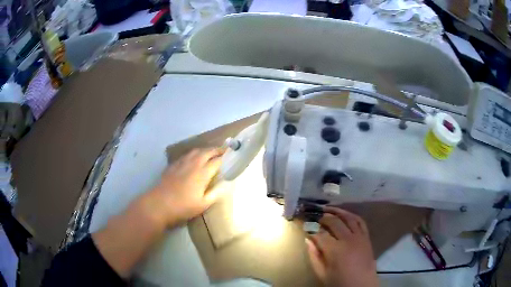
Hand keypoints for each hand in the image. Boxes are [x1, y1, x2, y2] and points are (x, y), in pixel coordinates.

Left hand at [149, 148, 224, 226]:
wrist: (160, 204)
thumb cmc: (183, 206)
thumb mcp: (203, 204)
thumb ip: (215, 193)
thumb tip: (226, 185)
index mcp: (202, 173)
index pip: (217, 161)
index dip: (225, 158)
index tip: (232, 156)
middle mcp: (193, 164)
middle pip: (207, 152)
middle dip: (217, 150)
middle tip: (224, 151)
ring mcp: (182, 163)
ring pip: (196, 151)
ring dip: (205, 150)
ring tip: (211, 153)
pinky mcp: (173, 165)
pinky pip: (186, 155)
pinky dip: (194, 154)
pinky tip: (193, 158)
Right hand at [306, 207, 378, 286]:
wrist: (362, 285)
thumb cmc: (340, 282)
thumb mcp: (322, 273)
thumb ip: (314, 256)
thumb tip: (308, 240)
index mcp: (335, 250)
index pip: (320, 234)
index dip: (311, 229)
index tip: (304, 226)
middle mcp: (348, 239)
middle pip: (334, 221)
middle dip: (322, 217)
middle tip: (314, 216)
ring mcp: (359, 236)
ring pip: (348, 217)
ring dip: (337, 211)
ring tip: (327, 209)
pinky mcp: (366, 237)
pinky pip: (360, 221)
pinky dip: (352, 215)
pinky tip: (345, 214)